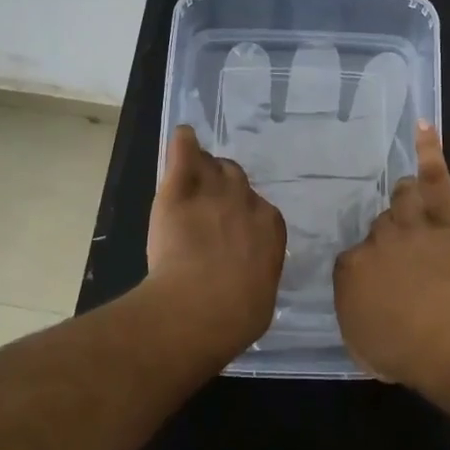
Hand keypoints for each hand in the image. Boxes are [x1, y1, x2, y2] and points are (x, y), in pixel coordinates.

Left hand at [145, 126, 286, 353]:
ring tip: (193, 171)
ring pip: (212, 165)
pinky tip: (182, 135)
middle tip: (209, 201)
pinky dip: (183, 143)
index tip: (231, 225)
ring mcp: (212, 191)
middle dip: (224, 185)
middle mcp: (245, 201)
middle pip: (236, 178)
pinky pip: (184, 154)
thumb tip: (249, 279)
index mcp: (271, 226)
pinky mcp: (179, 190)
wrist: (203, 306)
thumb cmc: (238, 313)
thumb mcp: (260, 295)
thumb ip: (256, 273)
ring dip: (204, 167)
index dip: (242, 213)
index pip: (258, 207)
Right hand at [334, 122, 449, 381]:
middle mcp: (376, 240)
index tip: (380, 286)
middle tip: (401, 257)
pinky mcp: (446, 216)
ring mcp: (411, 224)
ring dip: (405, 201)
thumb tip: (359, 306)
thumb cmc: (401, 350)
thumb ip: (354, 317)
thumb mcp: (361, 345)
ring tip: (408, 200)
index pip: (353, 260)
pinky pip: (435, 178)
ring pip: (402, 200)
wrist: (447, 337)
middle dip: (387, 240)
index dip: (368, 271)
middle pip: (378, 228)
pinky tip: (423, 127)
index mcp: (350, 269)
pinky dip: (429, 151)